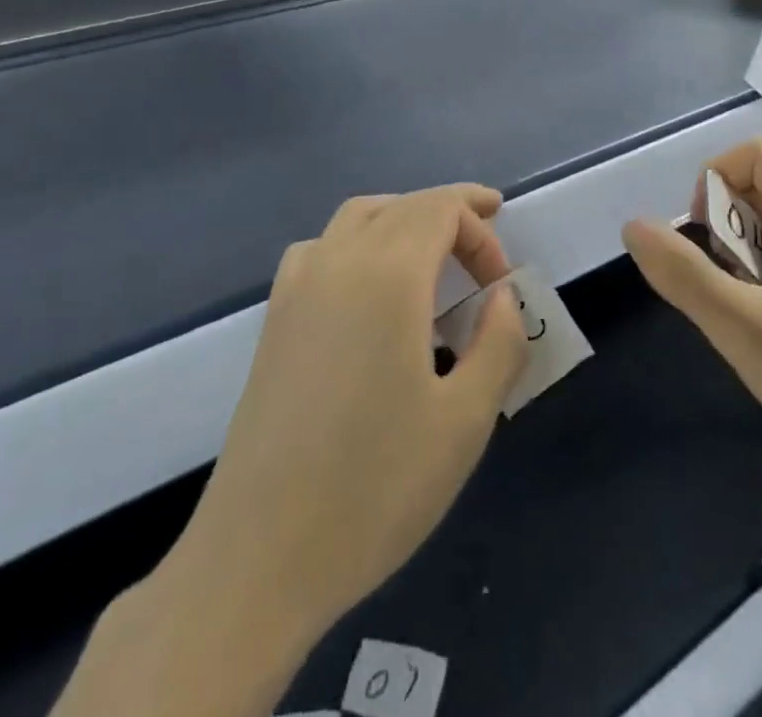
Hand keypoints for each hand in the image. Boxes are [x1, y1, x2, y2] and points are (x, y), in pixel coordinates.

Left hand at [166, 186, 527, 644]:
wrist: (259, 557)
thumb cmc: (374, 488)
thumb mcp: (466, 421)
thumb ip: (499, 343)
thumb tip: (502, 297)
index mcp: (386, 275)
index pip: (441, 209)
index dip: (481, 230)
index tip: (502, 284)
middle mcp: (336, 261)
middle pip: (402, 205)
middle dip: (451, 214)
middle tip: (487, 245)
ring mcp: (296, 287)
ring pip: (358, 217)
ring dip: (404, 219)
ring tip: (435, 254)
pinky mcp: (274, 320)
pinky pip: (324, 248)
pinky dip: (361, 242)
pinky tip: (371, 290)